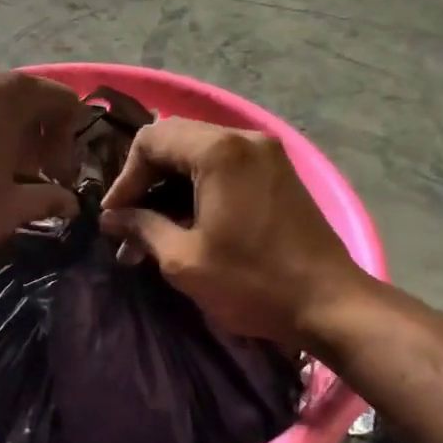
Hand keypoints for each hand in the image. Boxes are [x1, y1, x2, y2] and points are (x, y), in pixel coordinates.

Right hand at [99, 118, 367, 348]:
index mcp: (218, 151)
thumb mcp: (184, 259)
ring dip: (171, 185)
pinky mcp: (277, 172)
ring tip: (152, 230)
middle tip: (129, 221)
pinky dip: (198, 186)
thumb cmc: (252, 281)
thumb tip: (112, 218)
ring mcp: (266, 152)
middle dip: (146, 179)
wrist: (331, 304)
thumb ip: (142, 228)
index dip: (125, 178)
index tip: (115, 217)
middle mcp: (243, 138)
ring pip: (199, 152)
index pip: (150, 140)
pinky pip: (225, 165)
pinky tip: (186, 222)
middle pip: (174, 140)